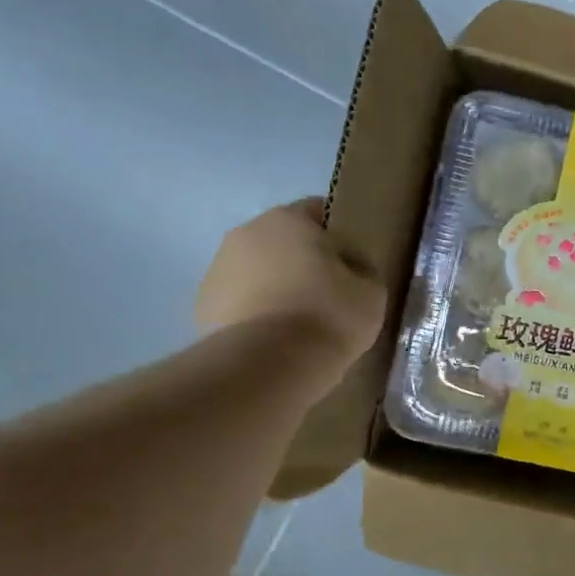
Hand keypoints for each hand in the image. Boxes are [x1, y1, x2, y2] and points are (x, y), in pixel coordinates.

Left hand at [196, 199, 386, 363]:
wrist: (269, 364)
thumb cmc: (328, 314)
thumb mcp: (371, 290)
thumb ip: (361, 270)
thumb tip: (351, 270)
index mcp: (287, 218)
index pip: (319, 211)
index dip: (340, 234)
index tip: (355, 261)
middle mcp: (246, 233)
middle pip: (284, 240)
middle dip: (305, 260)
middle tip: (331, 293)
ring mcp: (217, 270)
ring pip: (258, 270)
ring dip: (277, 286)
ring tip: (302, 321)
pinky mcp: (203, 307)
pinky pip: (241, 302)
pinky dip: (257, 313)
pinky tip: (277, 338)